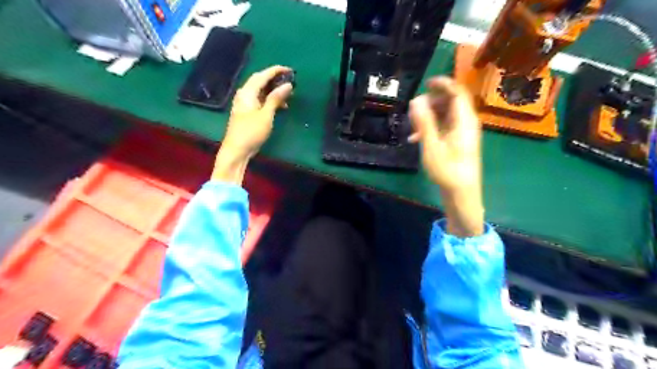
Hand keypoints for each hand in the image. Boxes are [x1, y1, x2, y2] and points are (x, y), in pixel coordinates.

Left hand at [213, 65, 292, 183]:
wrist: (236, 150)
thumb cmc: (251, 132)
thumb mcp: (266, 115)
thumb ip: (276, 98)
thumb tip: (288, 85)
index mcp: (247, 92)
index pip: (262, 75)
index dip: (276, 71)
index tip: (289, 69)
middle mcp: (244, 95)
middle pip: (260, 81)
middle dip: (275, 80)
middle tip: (290, 81)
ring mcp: (245, 104)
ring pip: (261, 92)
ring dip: (274, 91)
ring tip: (288, 95)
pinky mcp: (247, 113)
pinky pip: (260, 101)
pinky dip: (270, 101)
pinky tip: (280, 107)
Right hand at [409, 77, 482, 237]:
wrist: (462, 193)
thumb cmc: (447, 170)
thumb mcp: (432, 146)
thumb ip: (424, 122)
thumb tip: (416, 100)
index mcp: (464, 120)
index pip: (457, 91)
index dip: (443, 83)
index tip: (426, 83)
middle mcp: (467, 122)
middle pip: (451, 101)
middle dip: (431, 103)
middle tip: (414, 112)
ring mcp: (464, 131)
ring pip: (446, 114)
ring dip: (429, 116)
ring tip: (412, 129)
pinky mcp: (459, 140)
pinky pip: (445, 125)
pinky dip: (432, 127)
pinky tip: (417, 139)